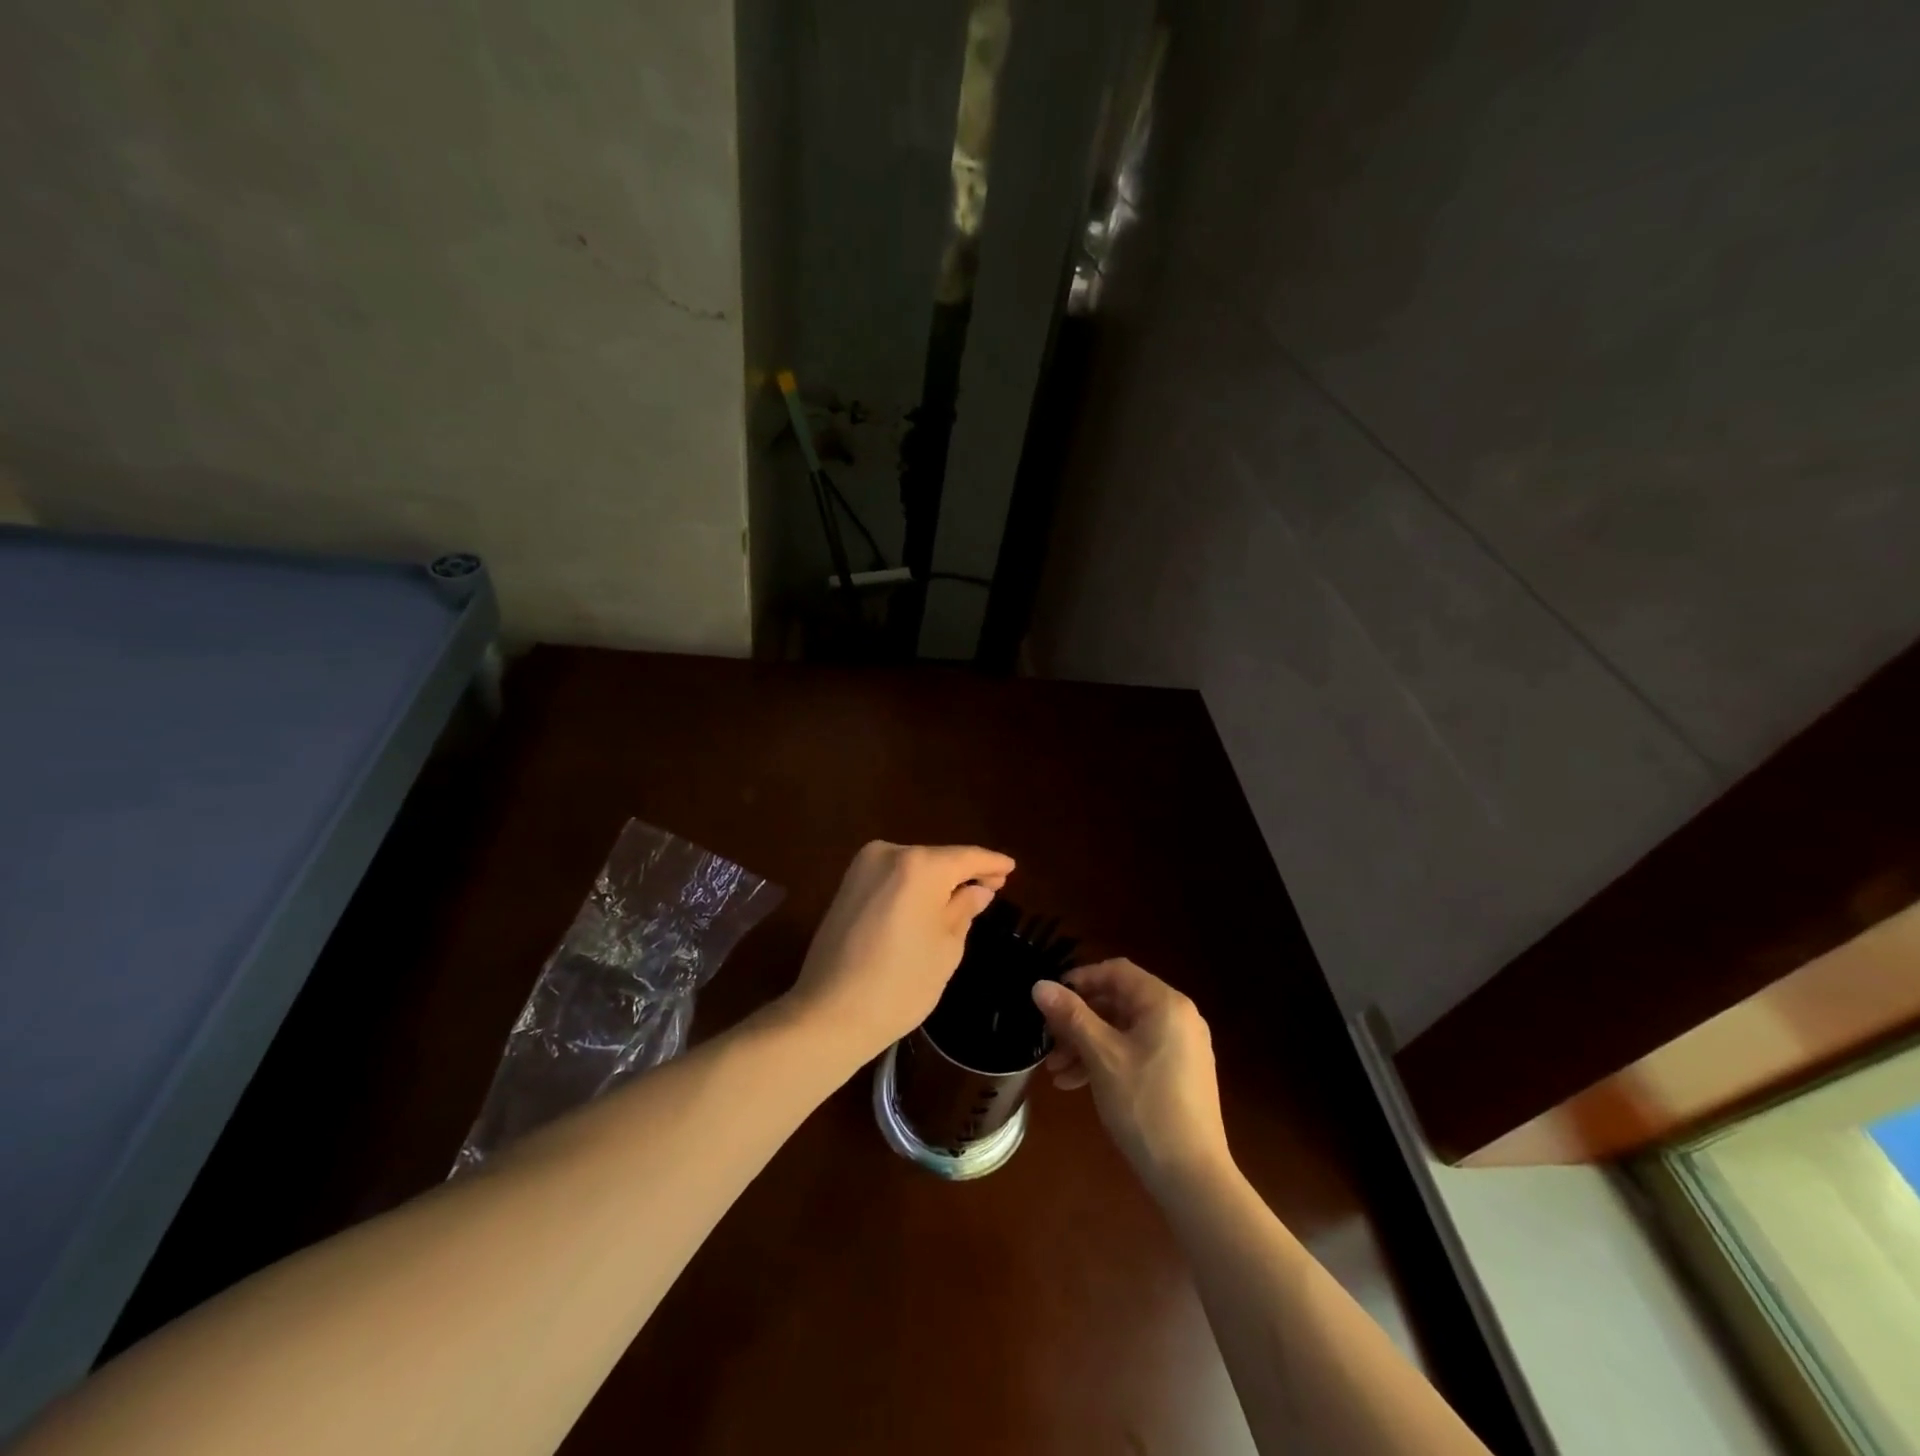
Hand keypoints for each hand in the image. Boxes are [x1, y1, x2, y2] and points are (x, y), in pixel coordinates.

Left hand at [787, 841, 1014, 1064]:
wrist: (829, 1013)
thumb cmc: (900, 983)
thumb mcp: (946, 948)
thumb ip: (965, 909)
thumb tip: (978, 890)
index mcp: (919, 865)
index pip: (966, 857)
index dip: (991, 863)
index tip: (1011, 867)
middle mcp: (888, 853)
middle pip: (938, 859)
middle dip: (963, 873)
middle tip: (992, 887)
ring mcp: (862, 867)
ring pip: (913, 867)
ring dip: (937, 880)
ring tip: (964, 897)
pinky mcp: (846, 886)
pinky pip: (892, 878)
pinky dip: (913, 887)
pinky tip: (928, 903)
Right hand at [1032, 959, 1229, 1188]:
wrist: (1192, 1177)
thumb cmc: (1144, 1105)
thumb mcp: (1101, 1056)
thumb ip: (1071, 1016)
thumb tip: (1039, 985)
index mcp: (1166, 1003)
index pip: (1117, 972)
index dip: (1080, 979)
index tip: (1050, 1000)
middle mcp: (1179, 1017)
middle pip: (1119, 1002)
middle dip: (1079, 1021)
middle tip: (1049, 1042)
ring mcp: (1182, 1047)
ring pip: (1125, 1031)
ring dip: (1088, 1045)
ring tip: (1056, 1072)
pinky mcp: (1180, 1075)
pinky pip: (1137, 1052)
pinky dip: (1108, 1061)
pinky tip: (1077, 1085)